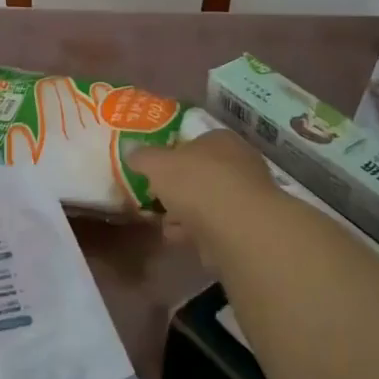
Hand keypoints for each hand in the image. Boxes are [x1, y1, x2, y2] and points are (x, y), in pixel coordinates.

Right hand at [129, 128, 276, 251]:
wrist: (237, 227)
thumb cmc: (196, 182)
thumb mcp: (157, 163)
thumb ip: (142, 156)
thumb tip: (130, 151)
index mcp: (220, 139)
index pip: (194, 142)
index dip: (171, 156)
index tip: (153, 172)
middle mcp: (239, 163)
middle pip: (200, 174)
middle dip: (178, 189)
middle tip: (156, 198)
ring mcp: (246, 197)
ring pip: (207, 202)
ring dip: (184, 213)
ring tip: (163, 223)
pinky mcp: (247, 227)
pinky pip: (214, 226)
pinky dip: (195, 232)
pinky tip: (178, 238)